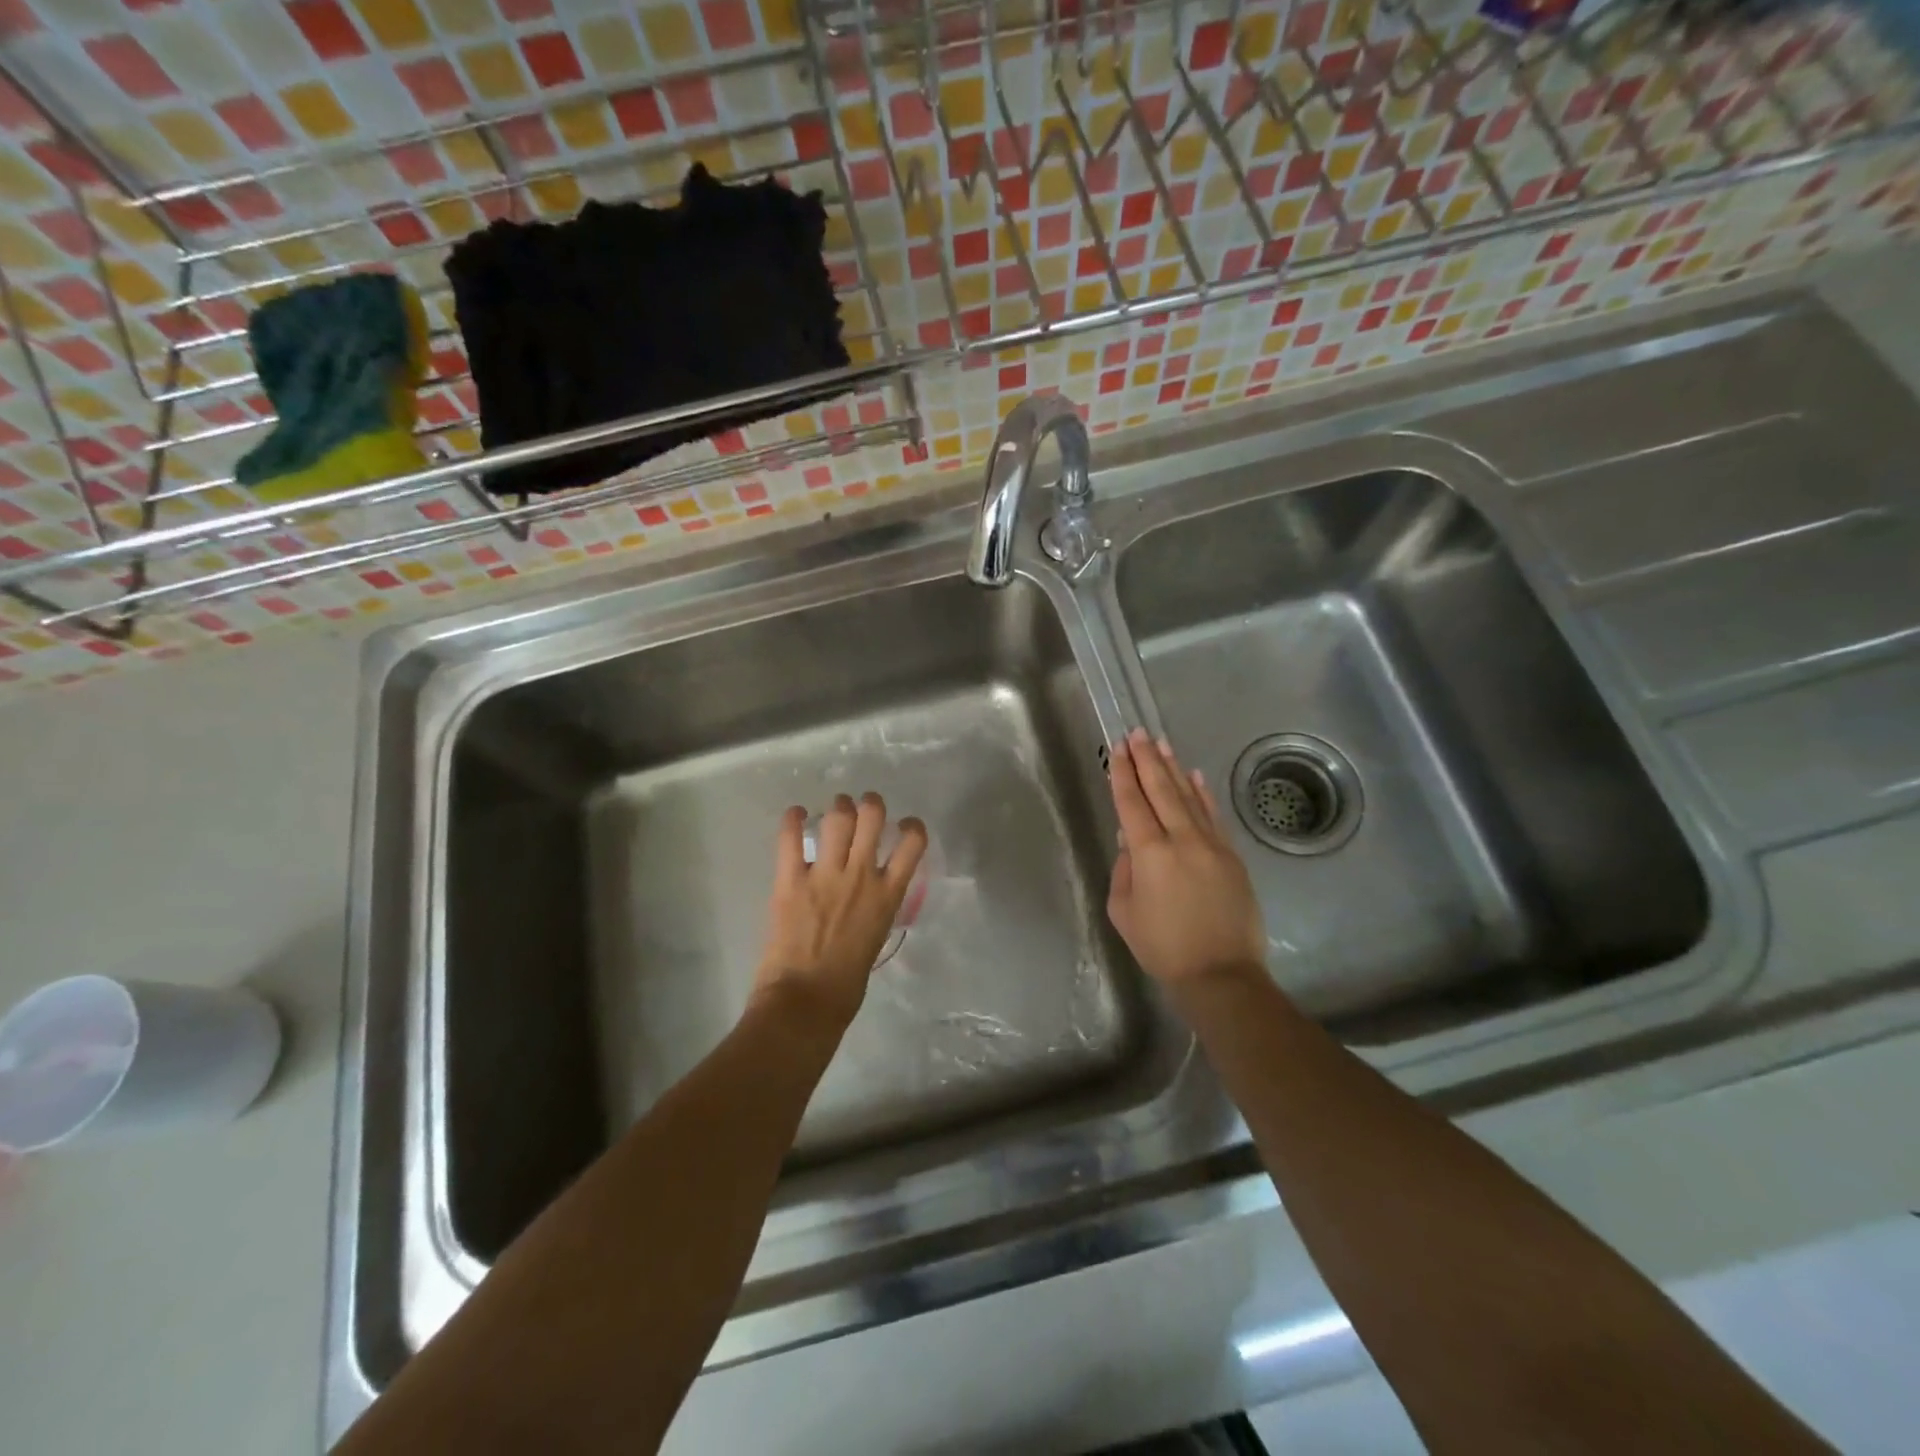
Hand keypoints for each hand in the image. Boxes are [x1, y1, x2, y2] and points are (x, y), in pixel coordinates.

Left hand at [753, 792, 928, 1027]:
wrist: (806, 1001)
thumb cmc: (846, 984)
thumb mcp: (876, 937)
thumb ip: (876, 907)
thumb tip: (869, 895)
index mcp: (887, 895)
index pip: (912, 843)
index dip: (911, 827)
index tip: (904, 826)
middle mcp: (861, 875)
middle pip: (872, 817)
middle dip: (870, 804)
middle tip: (863, 808)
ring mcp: (825, 875)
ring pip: (838, 818)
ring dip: (838, 807)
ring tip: (835, 810)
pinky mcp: (790, 880)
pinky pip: (790, 838)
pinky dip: (792, 819)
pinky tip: (795, 814)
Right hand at [1107, 728, 1265, 987]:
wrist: (1221, 974)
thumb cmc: (1162, 947)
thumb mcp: (1124, 912)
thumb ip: (1124, 871)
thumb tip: (1131, 842)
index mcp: (1150, 853)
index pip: (1132, 803)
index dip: (1122, 774)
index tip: (1116, 749)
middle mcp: (1181, 839)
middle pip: (1161, 790)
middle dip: (1146, 760)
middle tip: (1137, 733)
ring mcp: (1211, 845)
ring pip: (1188, 797)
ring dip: (1173, 768)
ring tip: (1161, 744)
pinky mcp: (1231, 856)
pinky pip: (1213, 816)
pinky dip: (1202, 793)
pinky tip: (1194, 775)